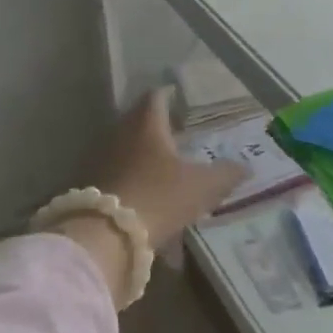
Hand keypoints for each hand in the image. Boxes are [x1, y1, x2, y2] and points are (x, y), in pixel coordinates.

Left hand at [82, 87, 246, 247]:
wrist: (103, 236)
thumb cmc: (159, 197)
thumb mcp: (203, 187)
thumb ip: (226, 174)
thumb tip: (245, 167)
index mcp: (147, 123)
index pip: (157, 96)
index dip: (170, 95)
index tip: (181, 100)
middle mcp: (119, 132)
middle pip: (138, 120)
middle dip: (156, 126)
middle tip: (177, 135)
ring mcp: (99, 158)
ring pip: (124, 146)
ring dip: (140, 153)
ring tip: (161, 168)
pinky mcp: (87, 184)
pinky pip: (113, 172)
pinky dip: (128, 177)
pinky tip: (141, 194)